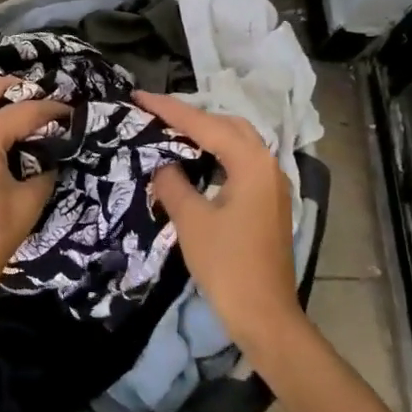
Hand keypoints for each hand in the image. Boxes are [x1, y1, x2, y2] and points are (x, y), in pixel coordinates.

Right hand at [134, 91, 303, 352]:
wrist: (264, 316)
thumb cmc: (227, 265)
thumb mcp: (191, 220)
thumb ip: (173, 183)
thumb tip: (162, 165)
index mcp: (251, 163)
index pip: (204, 125)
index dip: (169, 109)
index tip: (138, 96)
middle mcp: (268, 165)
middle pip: (227, 125)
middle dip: (191, 115)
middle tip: (155, 113)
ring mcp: (272, 185)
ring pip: (237, 142)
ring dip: (206, 133)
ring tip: (170, 131)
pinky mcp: (268, 202)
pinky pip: (240, 162)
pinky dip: (216, 154)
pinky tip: (195, 161)